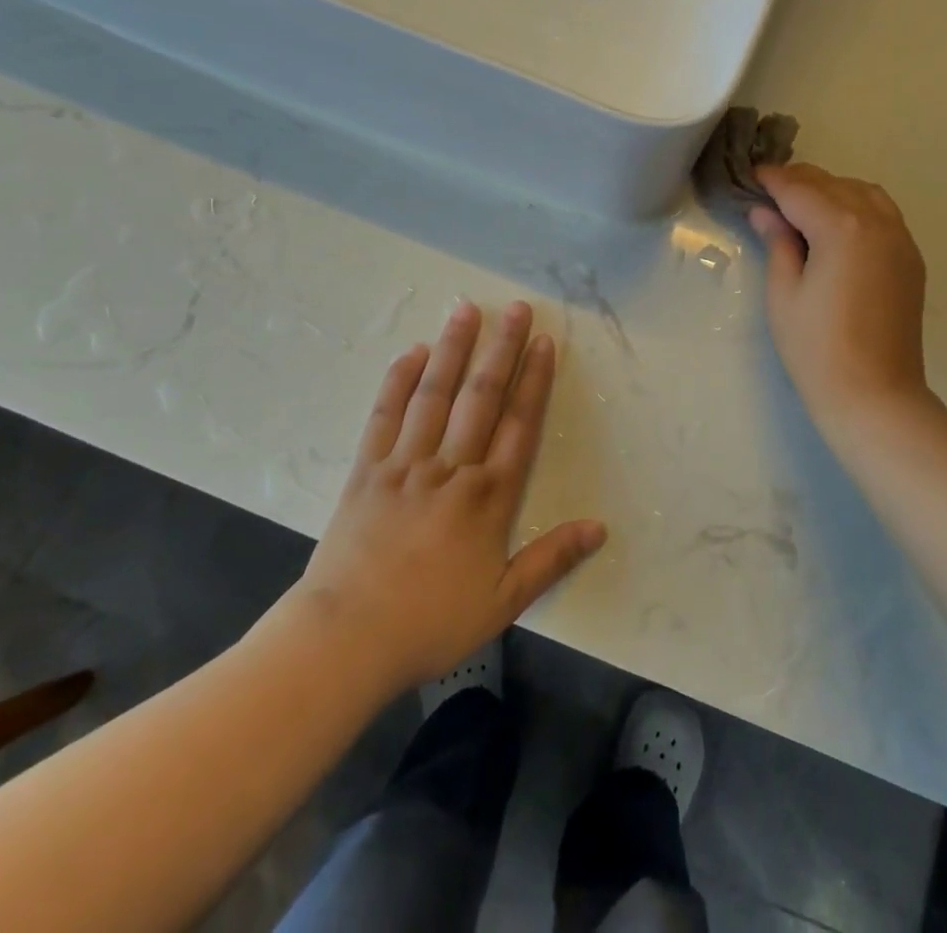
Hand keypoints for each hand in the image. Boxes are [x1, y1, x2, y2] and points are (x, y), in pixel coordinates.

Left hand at [290, 301, 605, 690]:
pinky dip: (399, 381)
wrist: (345, 639)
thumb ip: (552, 559)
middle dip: (501, 348)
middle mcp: (451, 468)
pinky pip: (385, 416)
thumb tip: (600, 528)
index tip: (543, 341)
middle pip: (481, 396)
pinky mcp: (367, 470)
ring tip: (466, 309)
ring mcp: (405, 464)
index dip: (534, 380)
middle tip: (514, 307)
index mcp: (488, 497)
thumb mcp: (503, 601)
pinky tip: (412, 352)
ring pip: (434, 395)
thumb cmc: (430, 622)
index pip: (520, 424)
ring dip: (453, 349)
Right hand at [749, 164, 931, 442]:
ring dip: (832, 190)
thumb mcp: (784, 293)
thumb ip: (778, 243)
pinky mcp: (911, 259)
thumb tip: (765, 212)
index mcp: (841, 227)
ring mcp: (900, 239)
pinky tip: (837, 226)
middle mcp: (877, 222)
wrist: (875, 395)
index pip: (799, 190)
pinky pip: (883, 214)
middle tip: (769, 192)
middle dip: (800, 182)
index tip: (751, 176)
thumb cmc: (817, 349)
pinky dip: (857, 207)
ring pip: (863, 192)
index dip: (772, 181)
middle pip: (833, 184)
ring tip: (803, 206)